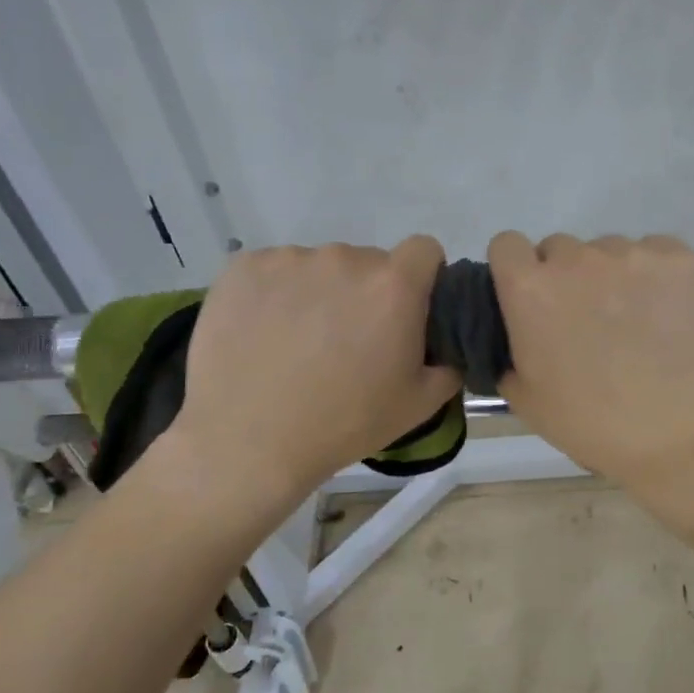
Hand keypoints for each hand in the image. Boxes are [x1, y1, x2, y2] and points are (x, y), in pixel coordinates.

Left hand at [158, 239, 459, 496]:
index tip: (407, 310)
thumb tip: (449, 344)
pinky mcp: (243, 267)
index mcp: (394, 286)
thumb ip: (450, 363)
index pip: (424, 250)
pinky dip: (275, 294)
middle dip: (366, 292)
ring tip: (299, 342)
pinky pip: (274, 270)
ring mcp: (290, 259)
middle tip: (348, 340)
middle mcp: (345, 258)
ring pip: (320, 267)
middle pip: (368, 262)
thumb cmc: (344, 424)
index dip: (422, 277)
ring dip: (320, 292)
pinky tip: (263, 333)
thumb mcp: (420, 404)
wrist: (248, 443)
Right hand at [487, 233, 693, 488]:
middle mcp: (578, 259)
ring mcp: (634, 255)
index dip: (518, 271)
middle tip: (588, 319)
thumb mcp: (525, 399)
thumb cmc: (593, 425)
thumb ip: (509, 350)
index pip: (507, 246)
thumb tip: (521, 332)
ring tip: (637, 321)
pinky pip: (658, 252)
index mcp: (531, 290)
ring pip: (612, 251)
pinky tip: (670, 312)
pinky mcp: (682, 260)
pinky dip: (658, 276)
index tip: (533, 297)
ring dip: (614, 276)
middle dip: (568, 277)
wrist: (680, 438)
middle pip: (562, 249)